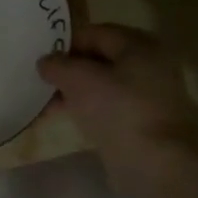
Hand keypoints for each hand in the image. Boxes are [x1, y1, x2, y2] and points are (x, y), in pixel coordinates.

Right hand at [38, 25, 197, 190]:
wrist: (155, 164)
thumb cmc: (118, 110)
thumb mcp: (79, 79)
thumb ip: (58, 65)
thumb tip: (46, 61)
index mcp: (139, 45)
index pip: (95, 33)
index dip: (66, 43)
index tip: (42, 58)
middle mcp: (149, 65)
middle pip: (100, 59)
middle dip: (69, 69)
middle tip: (43, 80)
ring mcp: (150, 95)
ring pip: (103, 85)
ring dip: (75, 91)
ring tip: (47, 103)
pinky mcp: (144, 122)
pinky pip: (110, 107)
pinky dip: (88, 109)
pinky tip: (66, 118)